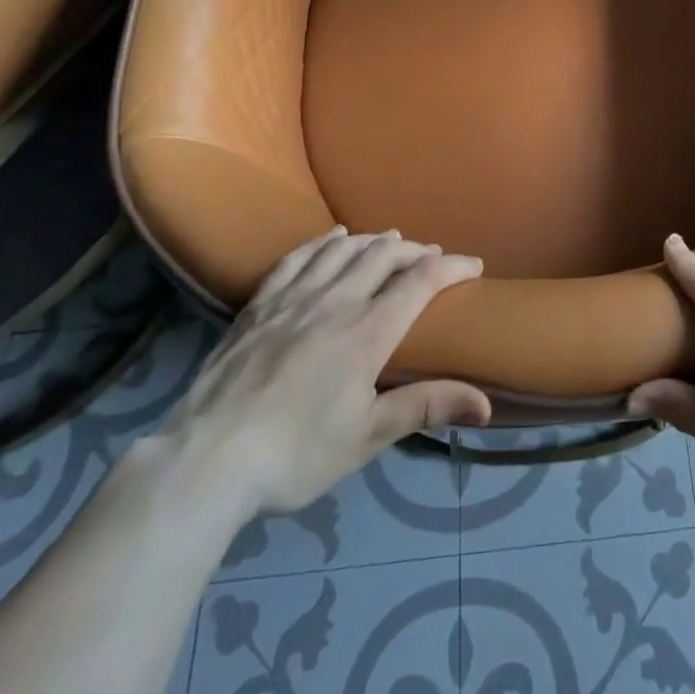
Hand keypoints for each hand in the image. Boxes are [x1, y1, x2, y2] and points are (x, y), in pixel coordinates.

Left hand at [154, 227, 489, 522]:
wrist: (208, 457)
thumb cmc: (296, 453)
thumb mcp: (367, 437)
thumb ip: (426, 407)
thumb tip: (486, 404)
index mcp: (368, 331)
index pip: (420, 282)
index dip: (451, 267)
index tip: (473, 264)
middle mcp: (337, 301)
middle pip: (384, 255)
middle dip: (414, 249)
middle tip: (431, 254)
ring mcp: (295, 297)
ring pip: (343, 249)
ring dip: (373, 240)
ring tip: (390, 240)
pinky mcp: (261, 303)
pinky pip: (298, 257)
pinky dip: (323, 242)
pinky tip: (332, 237)